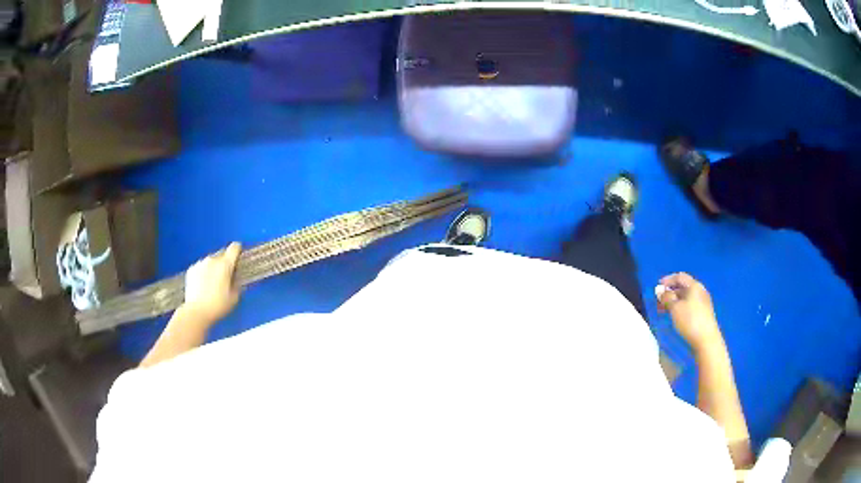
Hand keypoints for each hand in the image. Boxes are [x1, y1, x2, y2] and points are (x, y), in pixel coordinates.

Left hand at [182, 242, 241, 324]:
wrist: (196, 312)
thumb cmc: (218, 306)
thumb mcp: (234, 298)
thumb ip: (237, 284)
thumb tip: (236, 279)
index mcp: (225, 264)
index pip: (234, 248)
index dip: (238, 250)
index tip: (239, 257)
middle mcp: (212, 260)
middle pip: (222, 254)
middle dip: (225, 262)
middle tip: (226, 275)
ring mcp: (200, 263)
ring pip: (210, 260)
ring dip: (213, 267)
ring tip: (213, 282)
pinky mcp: (191, 269)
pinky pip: (200, 267)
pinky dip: (203, 272)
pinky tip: (203, 284)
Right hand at [656, 272, 723, 349]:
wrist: (706, 339)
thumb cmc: (690, 320)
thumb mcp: (675, 308)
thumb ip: (666, 298)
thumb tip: (660, 291)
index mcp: (694, 286)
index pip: (680, 277)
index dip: (668, 280)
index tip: (657, 287)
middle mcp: (700, 291)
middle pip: (683, 287)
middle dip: (670, 293)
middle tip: (659, 302)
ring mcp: (703, 302)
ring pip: (686, 297)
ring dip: (674, 301)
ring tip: (665, 311)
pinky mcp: (703, 313)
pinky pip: (690, 305)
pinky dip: (680, 307)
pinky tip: (676, 316)